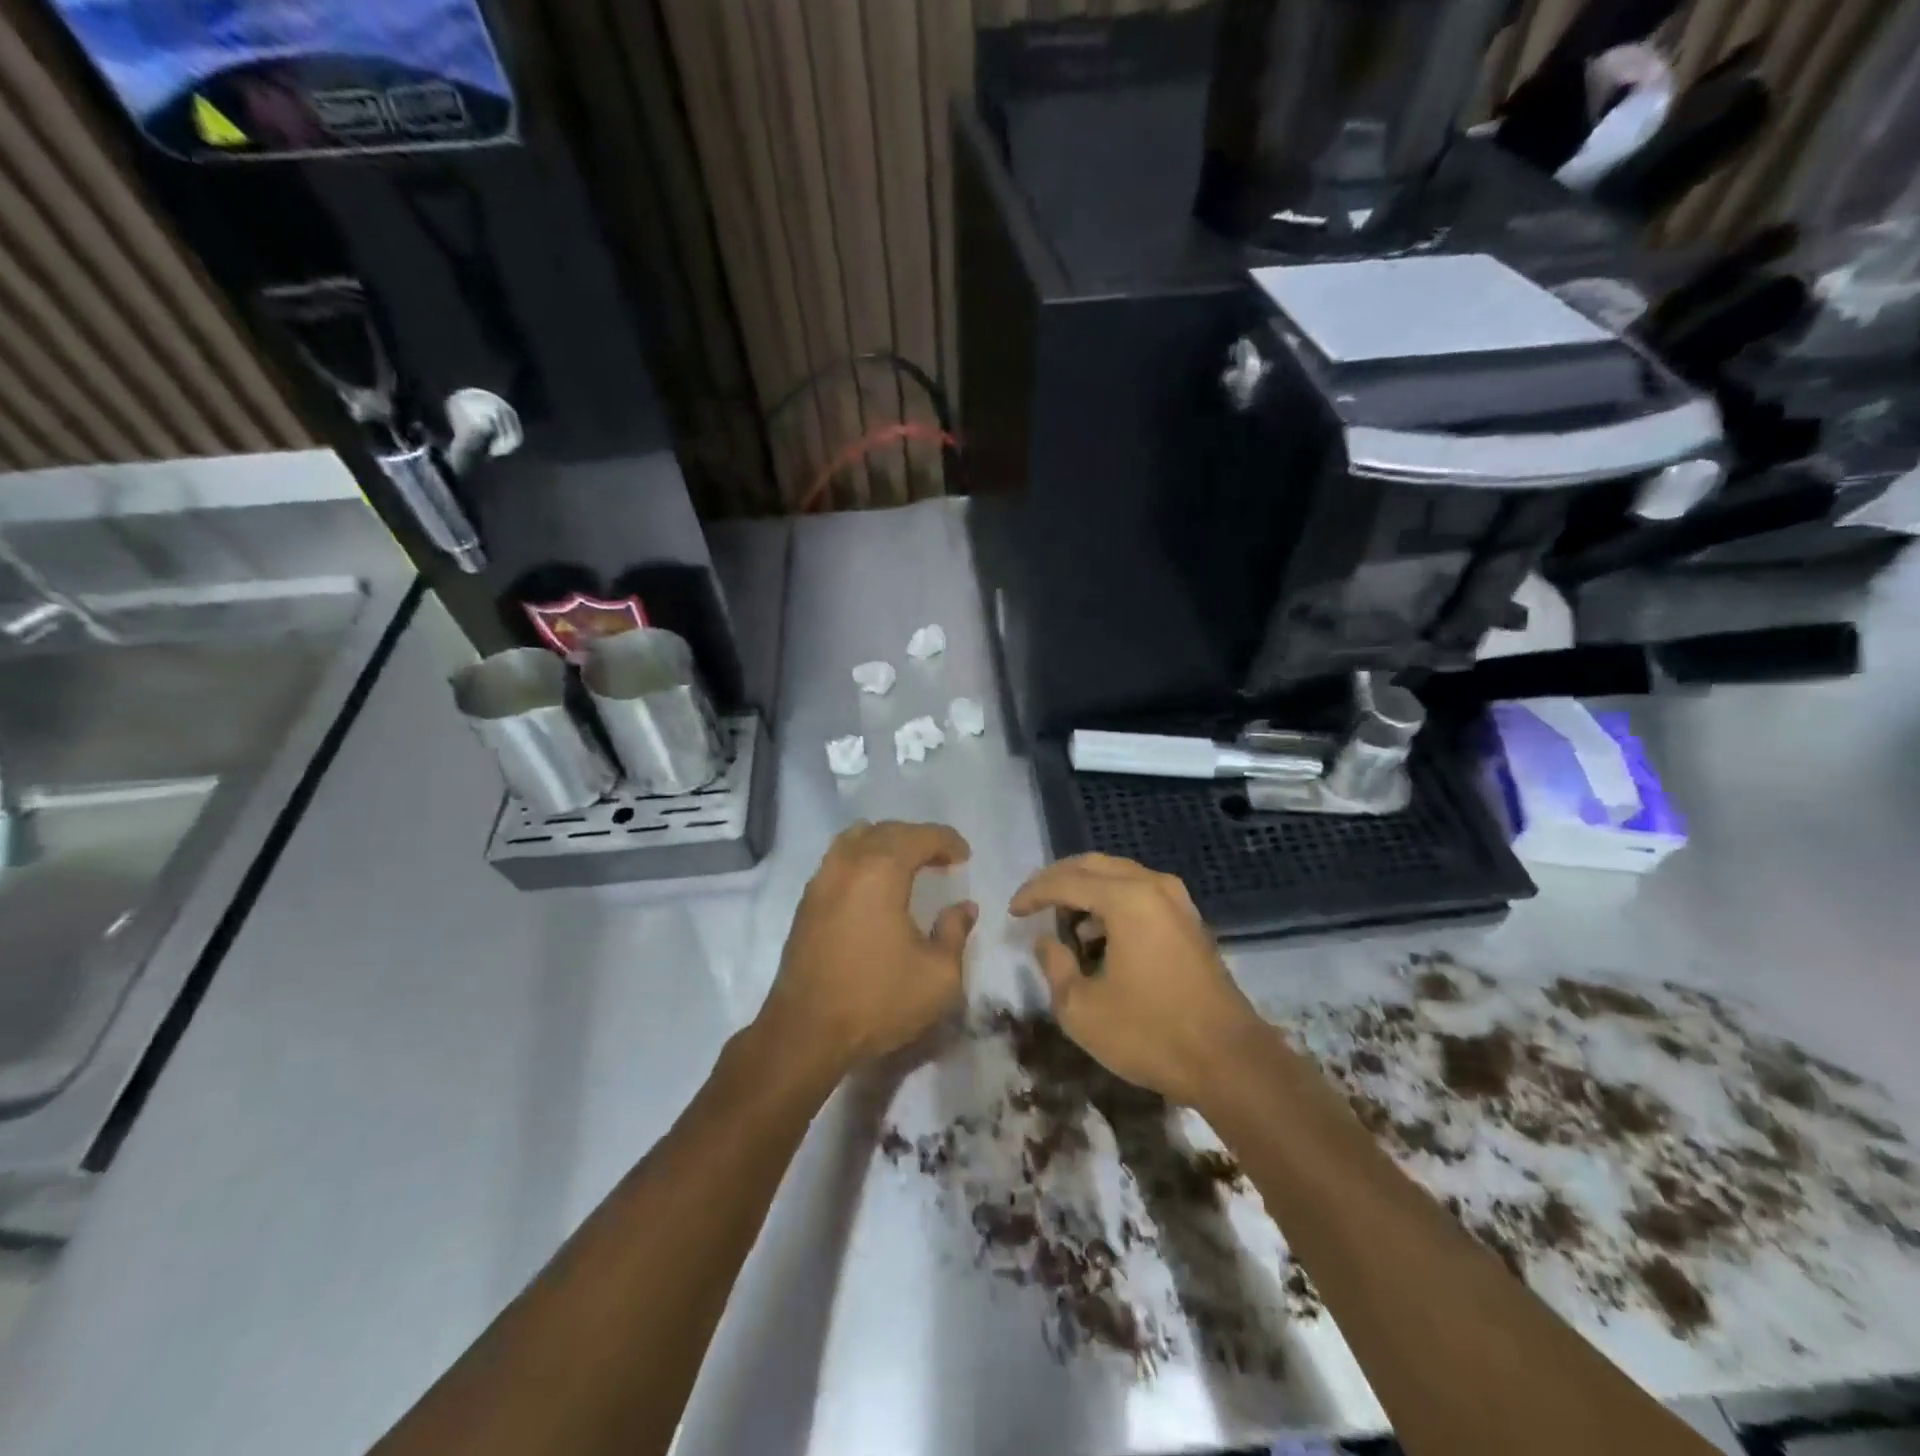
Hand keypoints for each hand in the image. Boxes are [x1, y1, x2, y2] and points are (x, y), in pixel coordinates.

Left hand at [757, 821, 976, 1077]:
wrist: (805, 1032)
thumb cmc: (877, 1000)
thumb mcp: (938, 975)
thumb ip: (955, 932)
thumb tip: (963, 907)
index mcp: (881, 872)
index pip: (919, 836)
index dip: (946, 841)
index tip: (965, 857)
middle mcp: (847, 865)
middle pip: (886, 831)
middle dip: (917, 838)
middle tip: (941, 859)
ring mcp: (821, 881)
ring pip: (855, 839)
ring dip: (885, 844)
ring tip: (906, 866)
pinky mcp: (806, 903)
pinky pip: (838, 860)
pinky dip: (862, 859)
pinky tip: (874, 888)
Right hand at [1010, 854, 1263, 1107]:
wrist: (1230, 1061)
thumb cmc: (1150, 1033)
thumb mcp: (1082, 1009)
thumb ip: (1055, 966)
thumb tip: (1047, 941)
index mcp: (1126, 899)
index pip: (1066, 881)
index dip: (1033, 893)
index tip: (1011, 912)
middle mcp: (1153, 886)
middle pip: (1094, 865)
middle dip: (1058, 879)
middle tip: (1032, 901)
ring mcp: (1177, 902)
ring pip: (1119, 876)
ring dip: (1087, 890)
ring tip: (1064, 921)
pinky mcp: (1189, 921)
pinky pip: (1141, 894)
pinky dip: (1112, 903)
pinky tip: (1100, 935)